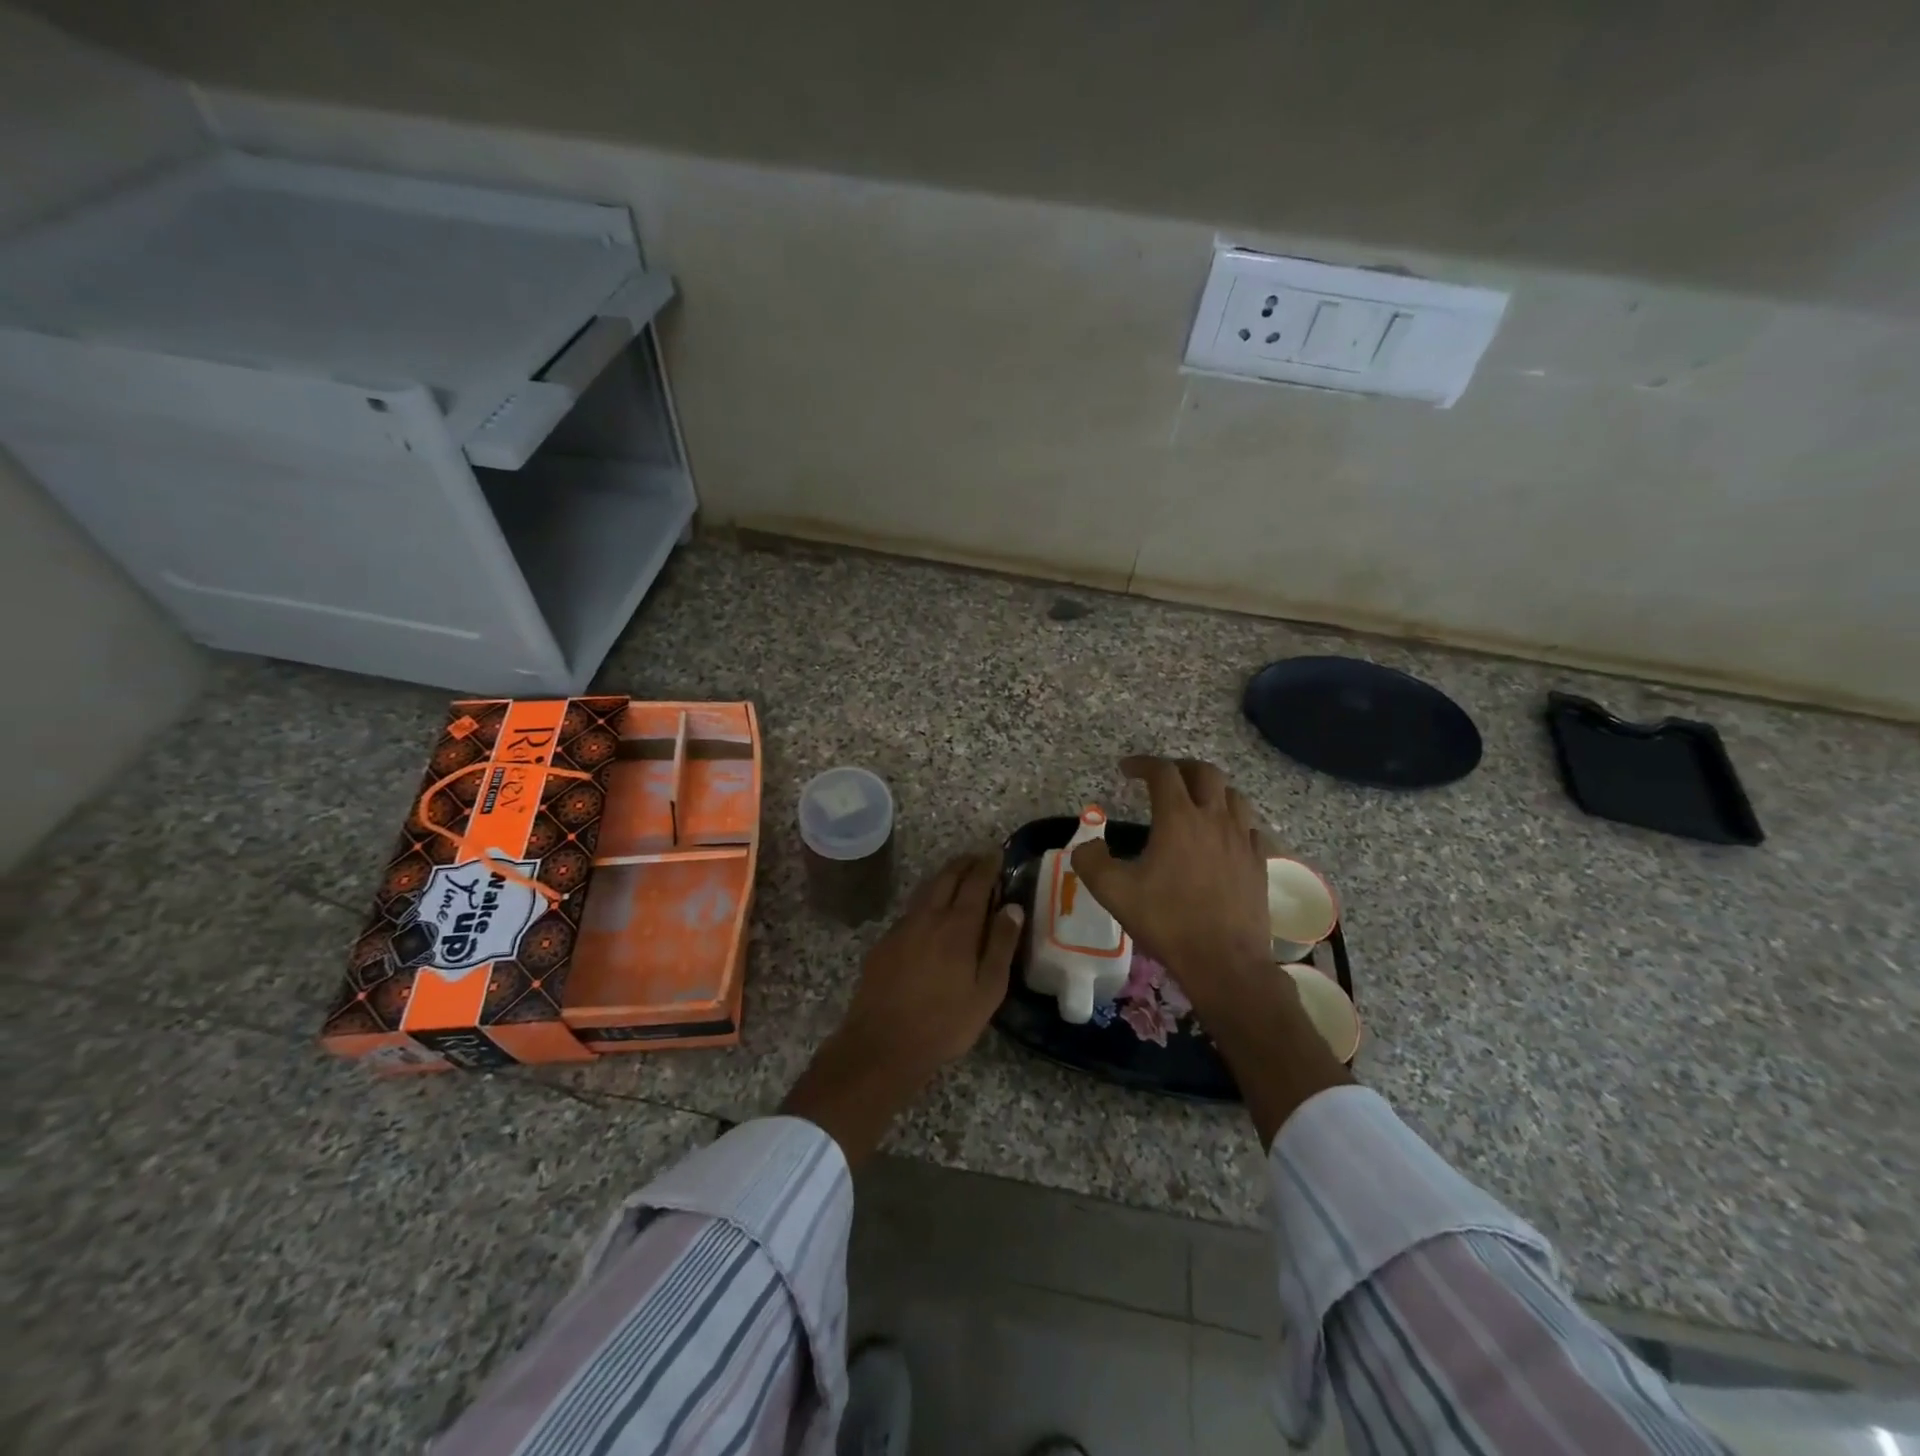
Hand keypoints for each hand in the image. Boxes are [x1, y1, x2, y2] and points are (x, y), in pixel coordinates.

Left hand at [782, 851, 1023, 1164]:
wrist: (882, 1045)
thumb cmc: (945, 1023)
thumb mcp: (987, 991)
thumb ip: (1001, 945)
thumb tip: (1013, 907)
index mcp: (957, 926)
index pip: (976, 882)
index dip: (988, 864)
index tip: (997, 853)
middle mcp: (928, 916)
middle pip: (947, 876)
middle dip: (965, 863)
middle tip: (979, 858)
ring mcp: (902, 927)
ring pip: (926, 890)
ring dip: (944, 877)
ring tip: (958, 877)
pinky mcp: (884, 942)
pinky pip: (911, 910)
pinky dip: (927, 900)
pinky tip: (931, 914)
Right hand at [1071, 755, 1350, 1147]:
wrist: (1224, 962)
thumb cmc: (1167, 921)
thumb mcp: (1113, 892)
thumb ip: (1091, 861)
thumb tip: (1086, 846)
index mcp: (1178, 818)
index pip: (1163, 772)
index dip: (1142, 764)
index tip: (1126, 769)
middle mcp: (1214, 819)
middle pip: (1205, 773)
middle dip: (1180, 768)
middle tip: (1162, 778)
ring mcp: (1242, 840)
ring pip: (1233, 796)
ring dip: (1211, 790)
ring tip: (1194, 802)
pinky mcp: (1259, 862)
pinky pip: (1249, 827)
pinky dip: (1233, 821)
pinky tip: (1223, 837)